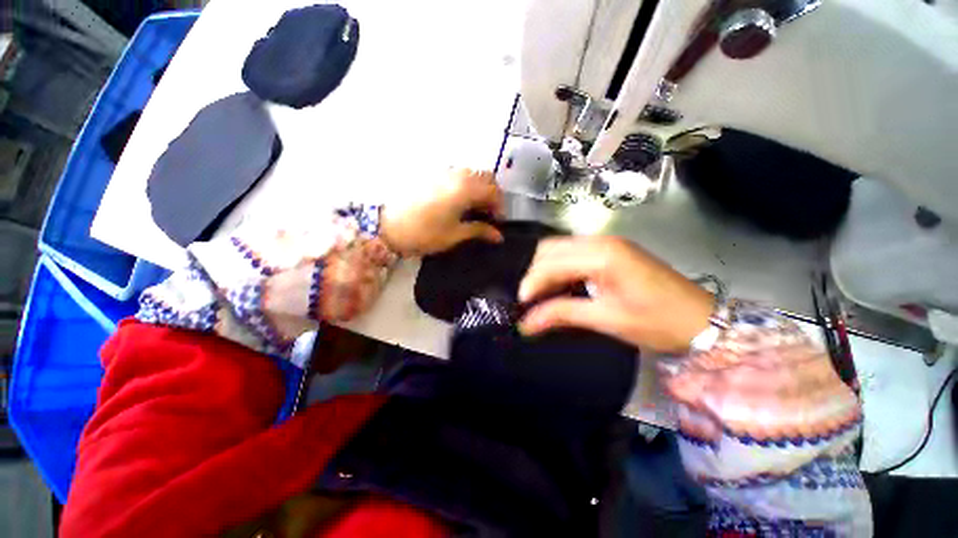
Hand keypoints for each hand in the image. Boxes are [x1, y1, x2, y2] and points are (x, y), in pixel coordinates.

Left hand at [380, 168, 504, 255]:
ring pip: (471, 173)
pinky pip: (456, 174)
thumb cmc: (424, 233)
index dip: (499, 206)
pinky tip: (459, 201)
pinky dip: (465, 184)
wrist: (387, 226)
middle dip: (491, 194)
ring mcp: (443, 171)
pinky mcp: (431, 173)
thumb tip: (498, 236)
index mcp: (465, 189)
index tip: (497, 222)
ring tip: (474, 208)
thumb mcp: (455, 234)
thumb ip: (479, 230)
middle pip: (485, 177)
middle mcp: (457, 174)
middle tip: (487, 213)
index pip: (494, 191)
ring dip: (478, 188)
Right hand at [518, 236, 712, 352]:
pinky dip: (559, 269)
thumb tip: (526, 323)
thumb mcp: (607, 319)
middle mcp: (601, 241)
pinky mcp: (610, 251)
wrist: (702, 320)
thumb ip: (563, 314)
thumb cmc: (657, 322)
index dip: (532, 282)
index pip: (551, 263)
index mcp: (602, 255)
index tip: (521, 305)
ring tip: (539, 295)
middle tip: (528, 300)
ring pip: (560, 249)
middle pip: (551, 249)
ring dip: (545, 270)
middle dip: (535, 273)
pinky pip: (573, 254)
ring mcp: (607, 243)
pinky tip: (558, 286)